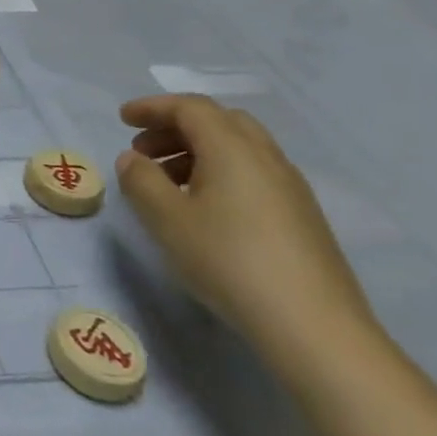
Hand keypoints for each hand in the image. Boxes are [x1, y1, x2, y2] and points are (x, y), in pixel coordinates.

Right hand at [116, 95, 374, 368]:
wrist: (314, 327)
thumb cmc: (229, 261)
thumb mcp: (165, 218)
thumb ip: (140, 179)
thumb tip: (134, 159)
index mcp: (233, 149)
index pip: (190, 108)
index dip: (153, 107)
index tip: (123, 119)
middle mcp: (266, 158)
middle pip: (219, 121)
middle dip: (176, 127)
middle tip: (144, 150)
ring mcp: (290, 188)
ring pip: (239, 148)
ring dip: (197, 151)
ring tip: (167, 182)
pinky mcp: (302, 217)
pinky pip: (254, 173)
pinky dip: (221, 172)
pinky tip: (204, 208)